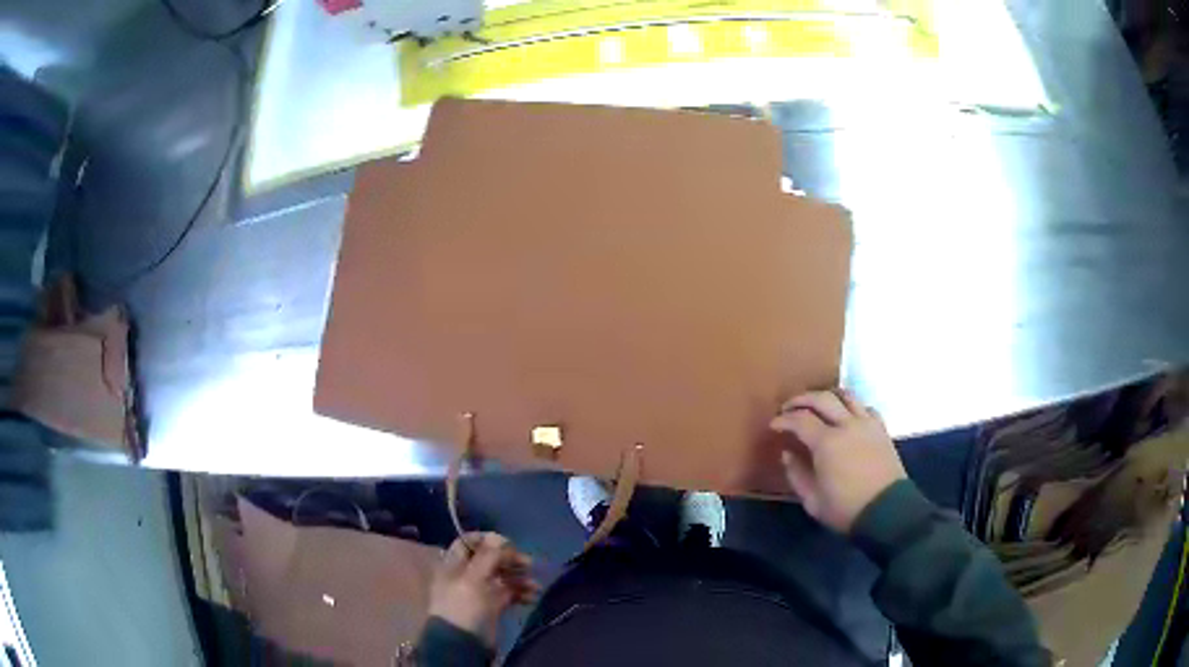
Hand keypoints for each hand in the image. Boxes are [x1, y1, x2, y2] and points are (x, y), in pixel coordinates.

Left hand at [428, 532, 538, 644]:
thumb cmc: (464, 606)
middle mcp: (466, 574)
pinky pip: (509, 593)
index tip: (507, 543)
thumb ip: (488, 556)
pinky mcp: (493, 605)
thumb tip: (501, 538)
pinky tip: (532, 596)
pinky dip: (521, 592)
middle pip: (489, 558)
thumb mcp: (473, 578)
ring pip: (502, 576)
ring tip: (534, 584)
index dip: (487, 540)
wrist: (463, 642)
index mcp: (454, 564)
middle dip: (510, 559)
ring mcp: (480, 590)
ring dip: (520, 577)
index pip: (468, 542)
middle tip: (528, 563)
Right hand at [771, 389, 905, 533]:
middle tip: (789, 408)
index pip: (800, 419)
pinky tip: (846, 417)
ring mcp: (867, 424)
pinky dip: (851, 406)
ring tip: (817, 405)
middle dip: (801, 400)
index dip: (784, 420)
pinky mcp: (881, 429)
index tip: (774, 425)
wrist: (887, 512)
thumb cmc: (845, 509)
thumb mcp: (813, 500)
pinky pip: (865, 407)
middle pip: (821, 398)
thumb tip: (788, 453)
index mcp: (826, 443)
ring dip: (827, 396)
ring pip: (846, 396)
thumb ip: (796, 474)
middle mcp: (847, 425)